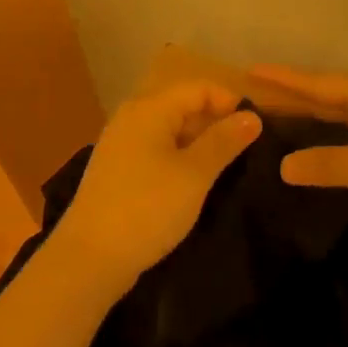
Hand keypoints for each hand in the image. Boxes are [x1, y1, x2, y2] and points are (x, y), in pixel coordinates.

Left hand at [57, 81, 261, 289]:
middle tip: (247, 149)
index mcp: (149, 109)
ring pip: (169, 130)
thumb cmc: (148, 208)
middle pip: (182, 105)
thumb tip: (252, 117)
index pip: (198, 88)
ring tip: (226, 166)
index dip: (230, 101)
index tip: (256, 128)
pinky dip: (179, 158)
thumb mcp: (194, 174)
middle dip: (215, 122)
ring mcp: (120, 144)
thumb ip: (224, 141)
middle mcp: (131, 118)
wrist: (90, 258)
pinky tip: (194, 182)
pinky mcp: (117, 170)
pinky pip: (156, 150)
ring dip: (198, 142)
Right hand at [249, 65, 347, 239]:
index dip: (284, 79)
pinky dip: (339, 137)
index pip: (319, 84)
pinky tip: (329, 148)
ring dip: (318, 117)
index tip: (251, 70)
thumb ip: (326, 164)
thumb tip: (283, 166)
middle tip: (260, 97)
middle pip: (332, 95)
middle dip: (297, 96)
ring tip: (285, 119)